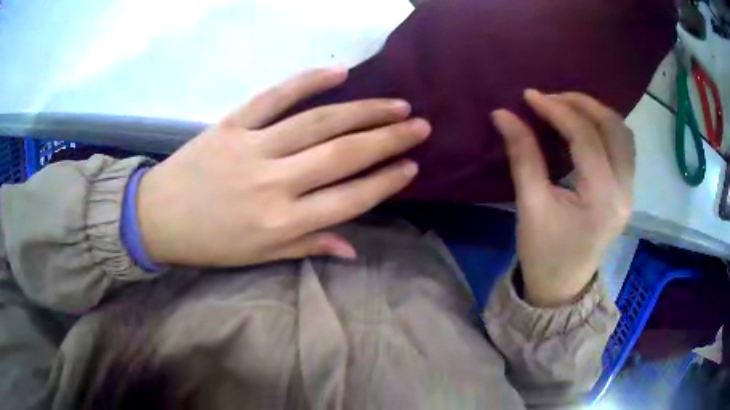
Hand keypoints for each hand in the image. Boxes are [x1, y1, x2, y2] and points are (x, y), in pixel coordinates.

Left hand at [137, 68, 429, 266]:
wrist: (157, 216)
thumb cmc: (210, 243)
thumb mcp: (259, 256)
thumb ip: (308, 247)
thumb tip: (353, 249)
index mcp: (282, 223)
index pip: (350, 199)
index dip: (386, 181)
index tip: (411, 166)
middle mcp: (274, 184)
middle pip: (343, 155)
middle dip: (388, 139)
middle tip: (420, 125)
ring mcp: (253, 148)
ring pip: (319, 123)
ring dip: (363, 111)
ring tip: (396, 104)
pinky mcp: (232, 124)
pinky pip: (274, 97)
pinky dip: (307, 81)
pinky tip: (340, 72)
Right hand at [492, 90, 633, 306]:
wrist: (562, 286)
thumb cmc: (544, 253)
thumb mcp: (530, 205)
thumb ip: (522, 155)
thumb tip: (503, 114)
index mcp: (601, 198)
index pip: (586, 137)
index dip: (557, 110)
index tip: (530, 96)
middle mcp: (624, 191)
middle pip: (613, 128)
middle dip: (582, 104)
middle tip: (551, 98)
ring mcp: (630, 191)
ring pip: (623, 134)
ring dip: (597, 113)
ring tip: (568, 107)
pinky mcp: (626, 191)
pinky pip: (623, 147)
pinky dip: (605, 128)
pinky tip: (585, 126)